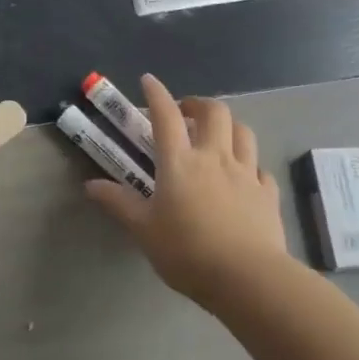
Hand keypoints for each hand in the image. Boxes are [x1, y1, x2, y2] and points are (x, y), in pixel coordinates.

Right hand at [84, 75, 286, 307]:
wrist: (248, 278)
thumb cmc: (188, 252)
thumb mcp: (144, 230)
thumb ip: (119, 204)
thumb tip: (90, 185)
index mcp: (180, 163)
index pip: (165, 116)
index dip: (156, 94)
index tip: (149, 80)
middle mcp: (214, 158)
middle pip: (214, 113)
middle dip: (199, 104)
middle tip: (186, 113)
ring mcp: (246, 174)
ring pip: (243, 132)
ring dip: (228, 126)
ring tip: (217, 136)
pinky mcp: (267, 194)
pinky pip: (261, 168)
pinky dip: (251, 164)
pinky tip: (244, 176)